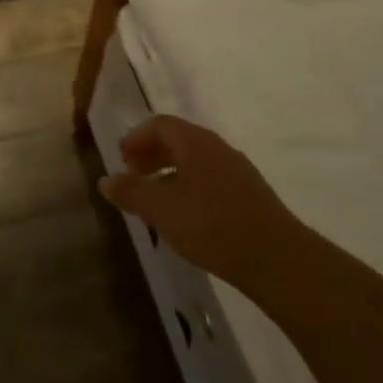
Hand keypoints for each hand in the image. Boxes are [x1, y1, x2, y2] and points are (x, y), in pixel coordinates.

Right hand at [99, 116, 296, 286]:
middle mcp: (218, 148)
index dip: (136, 138)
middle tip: (134, 177)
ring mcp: (238, 171)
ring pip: (196, 162)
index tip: (121, 161)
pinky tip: (186, 218)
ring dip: (170, 173)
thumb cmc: (211, 224)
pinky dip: (190, 188)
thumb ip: (131, 192)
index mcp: (195, 142)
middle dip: (152, 155)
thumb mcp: (161, 209)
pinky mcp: (251, 196)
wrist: (277, 259)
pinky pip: (211, 180)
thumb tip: (105, 179)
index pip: (160, 124)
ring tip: (156, 201)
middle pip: (178, 140)